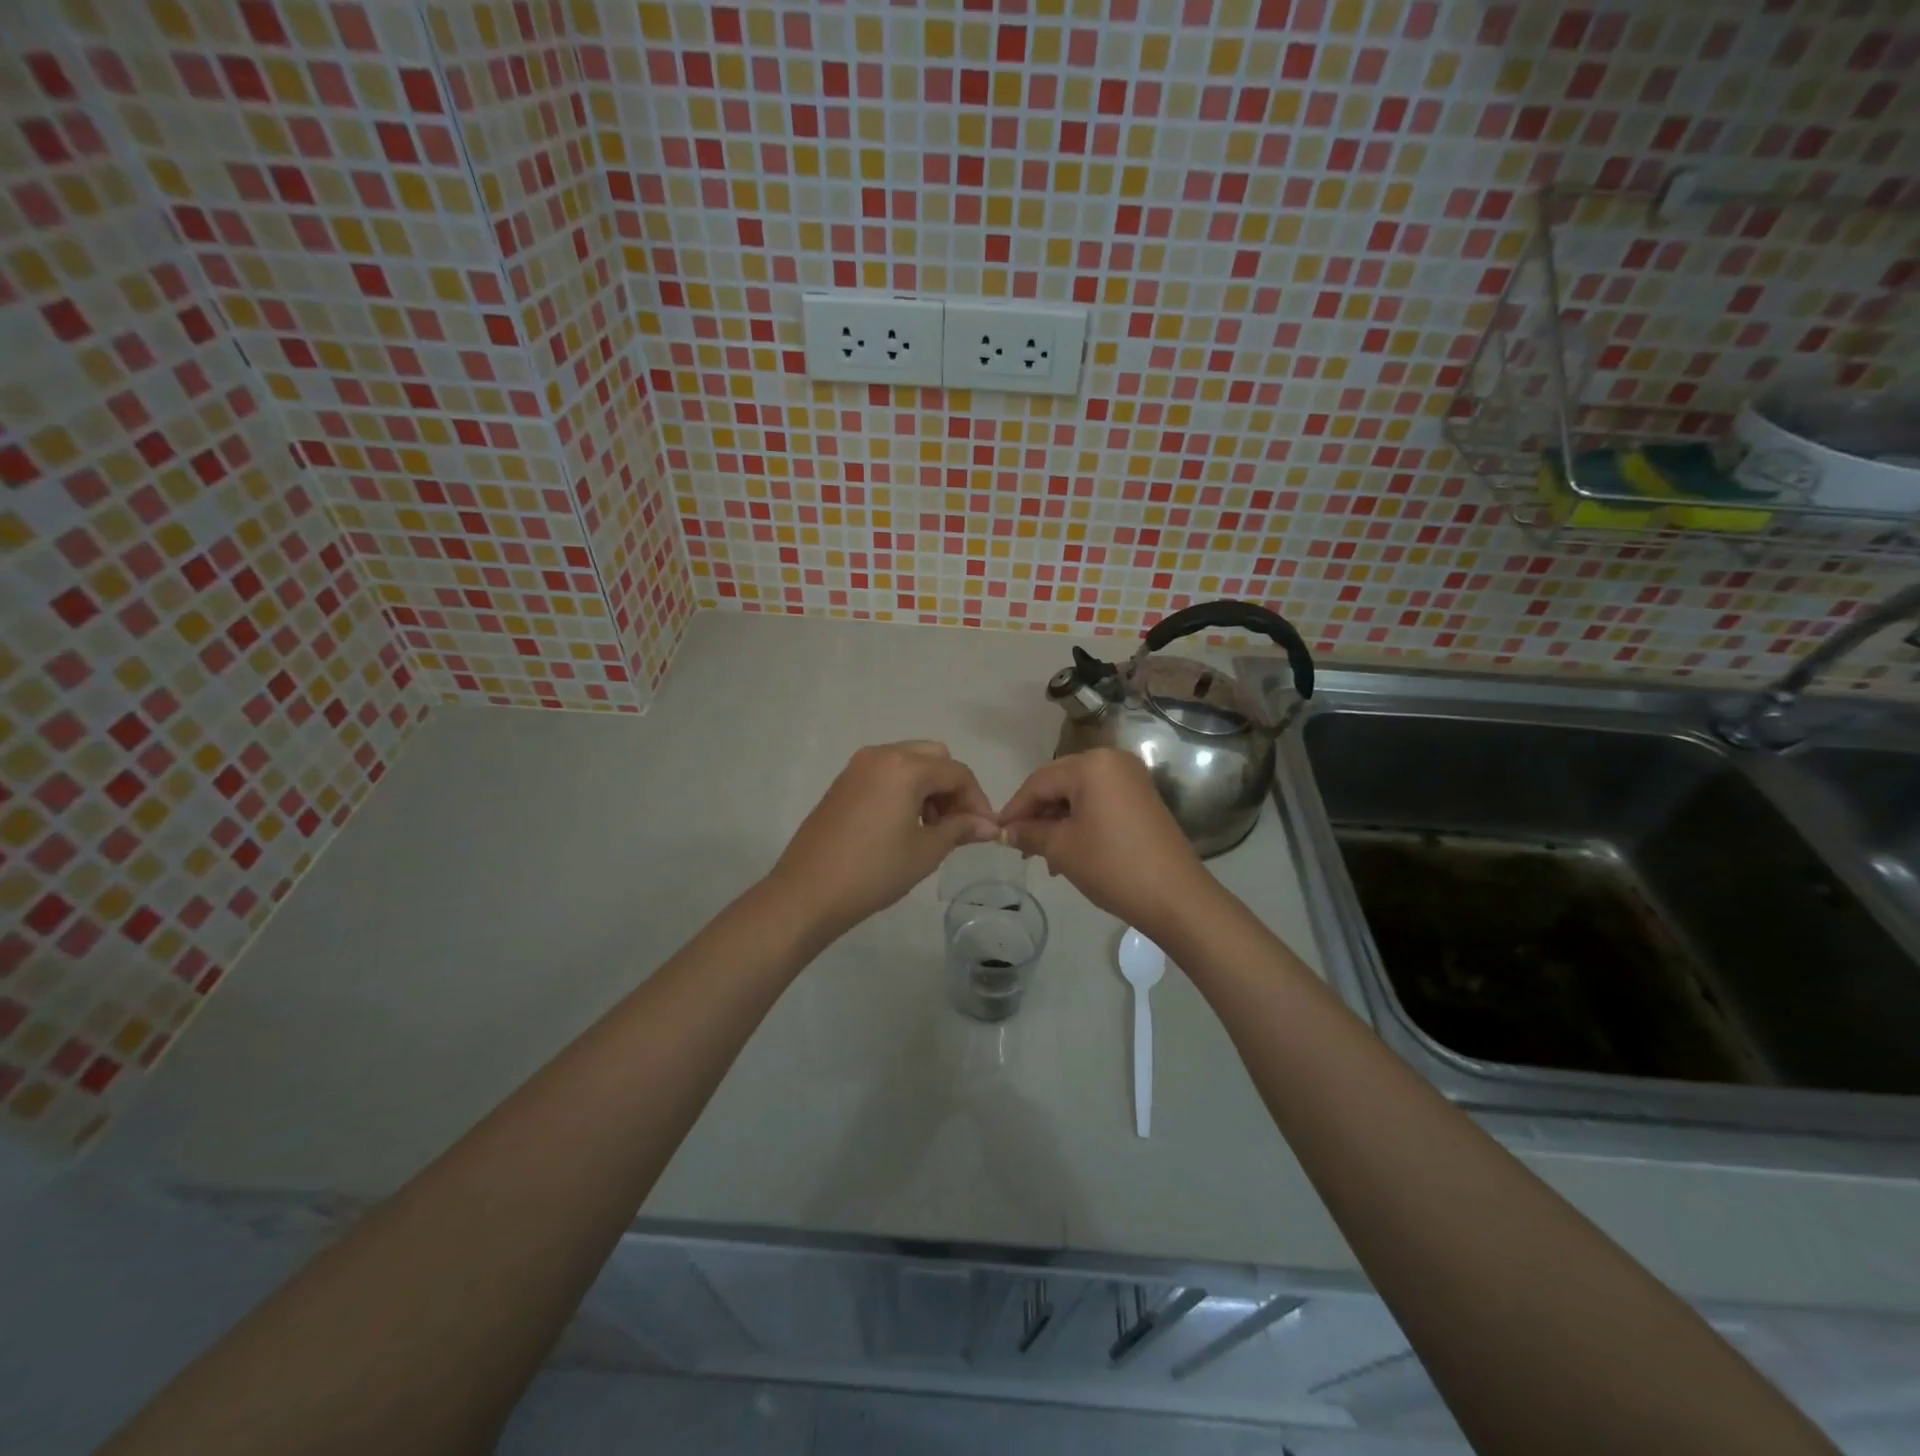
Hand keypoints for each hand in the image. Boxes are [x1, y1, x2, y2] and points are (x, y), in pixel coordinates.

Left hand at [767, 741, 998, 942]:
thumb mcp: (925, 851)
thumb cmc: (874, 872)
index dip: (977, 800)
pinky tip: (903, 825)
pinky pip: (885, 773)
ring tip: (931, 828)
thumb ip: (960, 829)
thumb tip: (989, 825)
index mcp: (904, 767)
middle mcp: (880, 755)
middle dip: (952, 787)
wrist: (807, 892)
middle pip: (933, 758)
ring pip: (908, 763)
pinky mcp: (843, 783)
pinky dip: (903, 789)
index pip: (956, 772)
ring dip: (928, 787)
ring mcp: (857, 767)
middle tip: (957, 824)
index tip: (985, 830)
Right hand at [998, 749, 1214, 942]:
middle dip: (1036, 814)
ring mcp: (1131, 779)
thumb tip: (1006, 831)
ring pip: (1078, 794)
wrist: (1176, 897)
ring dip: (1057, 821)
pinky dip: (1080, 822)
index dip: (1015, 808)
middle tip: (1018, 844)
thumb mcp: (1061, 849)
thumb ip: (1028, 833)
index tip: (995, 832)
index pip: (1039, 781)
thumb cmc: (1112, 866)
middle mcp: (1113, 761)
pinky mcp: (1142, 798)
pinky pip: (1099, 802)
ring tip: (1043, 856)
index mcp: (1092, 764)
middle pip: (1059, 783)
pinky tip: (1068, 850)